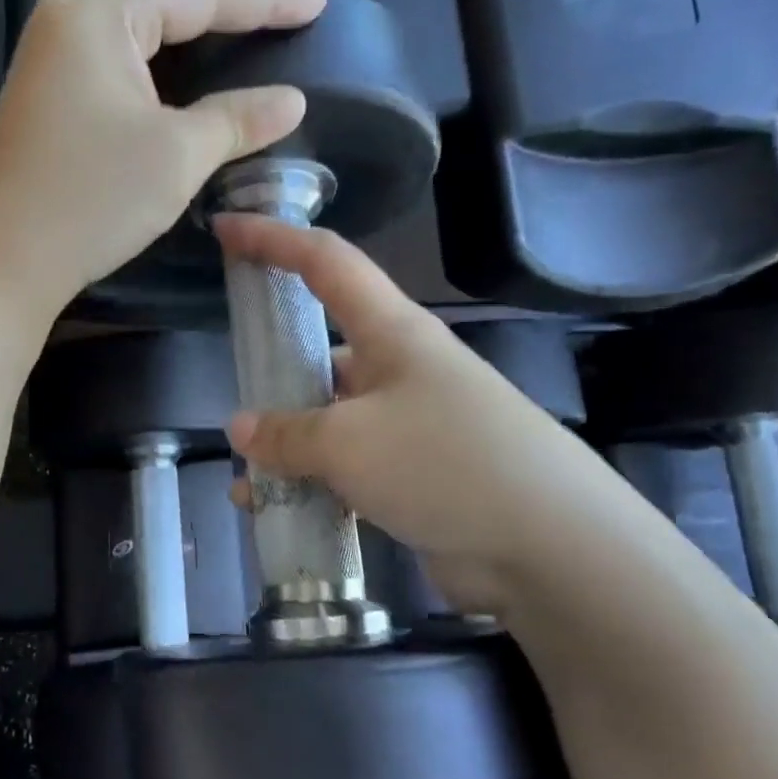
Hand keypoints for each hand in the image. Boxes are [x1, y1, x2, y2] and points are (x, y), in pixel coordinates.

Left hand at [0, 0, 326, 312]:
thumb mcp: (176, 157)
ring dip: (194, 2)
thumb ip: (237, 118)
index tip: (318, 0)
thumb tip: (291, 100)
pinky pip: (120, 37)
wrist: (3, 259)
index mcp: (99, 12)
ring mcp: (54, 46)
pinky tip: (189, 46)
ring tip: (247, 11)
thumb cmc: (91, 201)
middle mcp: (71, 11)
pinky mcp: (51, 82)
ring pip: (138, 3)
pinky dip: (163, 36)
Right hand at [216, 215, 645, 613]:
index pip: (324, 261)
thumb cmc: (446, 463)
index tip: (224, 229)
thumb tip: (242, 429)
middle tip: (234, 401)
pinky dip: (310, 486)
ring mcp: (410, 425)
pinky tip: (277, 515)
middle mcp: (400, 369)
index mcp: (391, 331)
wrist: (553, 549)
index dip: (272, 238)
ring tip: (246, 483)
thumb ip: (286, 433)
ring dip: (286, 447)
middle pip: (322, 348)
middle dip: (274, 373)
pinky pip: (346, 471)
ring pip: (329, 420)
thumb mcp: (349, 442)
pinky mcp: (415, 477)